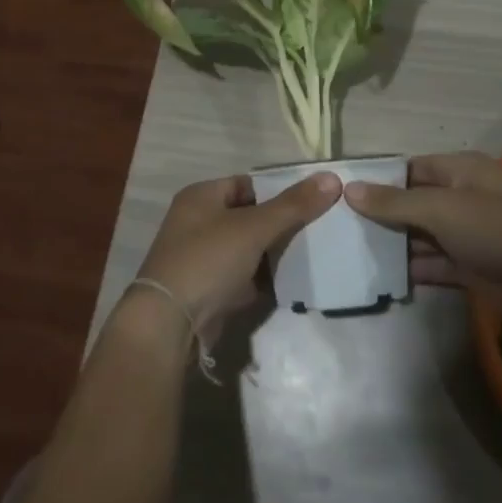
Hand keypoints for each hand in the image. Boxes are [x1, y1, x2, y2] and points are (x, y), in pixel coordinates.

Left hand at [133, 171, 340, 343]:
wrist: (169, 324)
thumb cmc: (208, 260)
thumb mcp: (253, 227)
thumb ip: (293, 205)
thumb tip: (332, 179)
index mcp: (202, 196)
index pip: (249, 184)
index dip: (279, 191)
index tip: (314, 201)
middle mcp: (198, 222)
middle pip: (250, 216)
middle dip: (282, 224)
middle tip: (320, 228)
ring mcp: (203, 258)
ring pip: (249, 248)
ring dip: (275, 253)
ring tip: (314, 253)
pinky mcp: (210, 290)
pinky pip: (245, 277)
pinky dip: (265, 279)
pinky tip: (294, 282)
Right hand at [345, 151, 501, 326]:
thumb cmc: (494, 228)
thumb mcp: (440, 209)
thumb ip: (394, 203)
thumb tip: (350, 189)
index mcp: (460, 171)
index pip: (411, 169)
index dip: (380, 180)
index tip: (345, 194)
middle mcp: (462, 198)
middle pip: (414, 203)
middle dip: (383, 215)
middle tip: (342, 228)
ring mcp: (467, 234)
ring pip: (423, 235)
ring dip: (395, 245)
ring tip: (353, 253)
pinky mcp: (471, 267)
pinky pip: (434, 264)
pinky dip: (413, 269)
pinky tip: (383, 277)